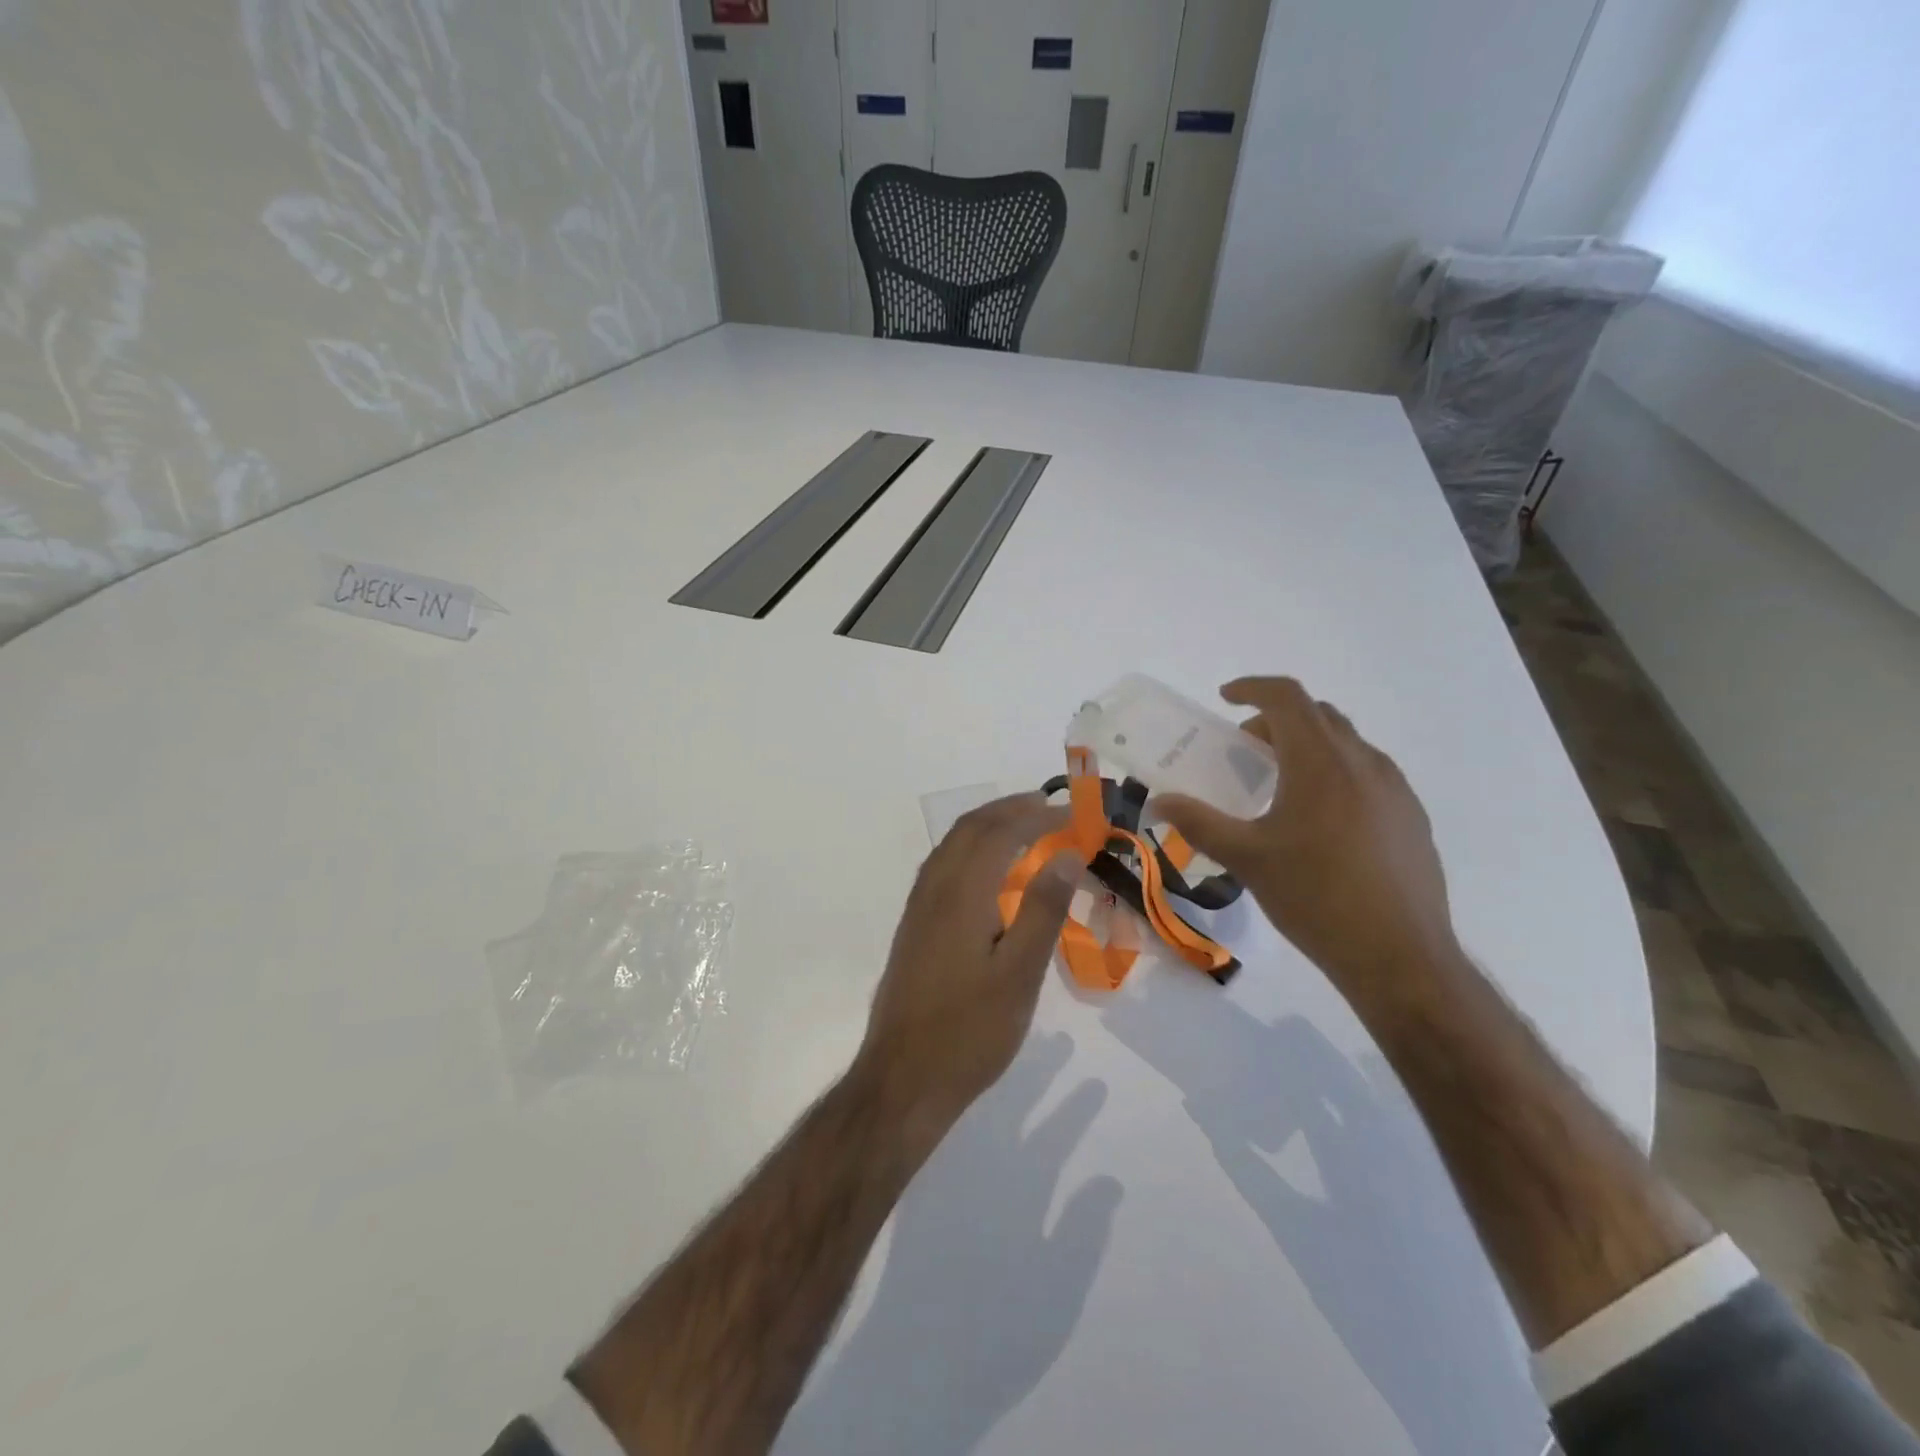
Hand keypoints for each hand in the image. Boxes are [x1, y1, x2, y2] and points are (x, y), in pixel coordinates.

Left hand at [859, 794, 1080, 1130]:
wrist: (903, 1079)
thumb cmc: (970, 1032)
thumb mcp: (1019, 974)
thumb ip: (1043, 910)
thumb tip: (1066, 854)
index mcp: (961, 893)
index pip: (1000, 832)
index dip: (1037, 815)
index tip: (1074, 811)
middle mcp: (934, 889)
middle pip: (970, 828)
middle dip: (1010, 809)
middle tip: (1050, 806)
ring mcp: (918, 908)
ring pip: (952, 845)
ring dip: (988, 825)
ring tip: (1025, 827)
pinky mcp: (914, 927)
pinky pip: (943, 866)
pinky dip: (971, 849)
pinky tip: (990, 872)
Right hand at [1155, 677, 1465, 1007]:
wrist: (1399, 956)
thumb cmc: (1315, 897)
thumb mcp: (1247, 858)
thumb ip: (1199, 823)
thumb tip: (1159, 802)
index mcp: (1321, 762)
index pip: (1287, 698)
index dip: (1252, 687)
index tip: (1225, 698)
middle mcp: (1363, 763)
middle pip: (1318, 716)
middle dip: (1277, 721)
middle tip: (1247, 751)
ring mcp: (1396, 790)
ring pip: (1347, 744)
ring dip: (1309, 747)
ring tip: (1282, 788)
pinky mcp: (1412, 818)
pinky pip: (1368, 775)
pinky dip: (1336, 774)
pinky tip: (1322, 823)